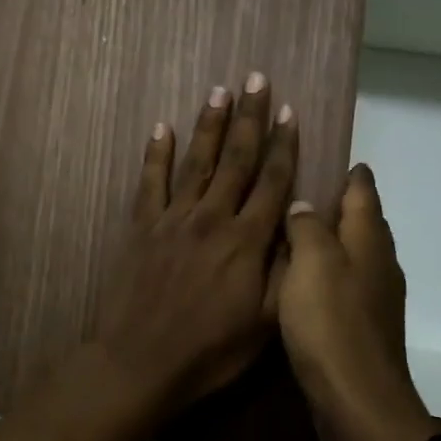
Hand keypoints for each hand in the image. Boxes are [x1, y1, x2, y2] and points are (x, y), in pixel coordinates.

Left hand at [95, 73, 296, 417]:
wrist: (141, 362)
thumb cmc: (210, 351)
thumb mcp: (265, 323)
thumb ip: (285, 270)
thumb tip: (299, 225)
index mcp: (246, 240)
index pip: (272, 181)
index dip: (283, 144)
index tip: (288, 110)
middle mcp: (212, 217)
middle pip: (235, 158)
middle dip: (249, 117)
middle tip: (255, 78)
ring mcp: (173, 219)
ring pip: (196, 161)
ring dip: (208, 124)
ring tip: (218, 91)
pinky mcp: (142, 227)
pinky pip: (150, 182)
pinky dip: (156, 154)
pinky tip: (161, 127)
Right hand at [279, 165, 434, 440]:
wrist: (357, 399)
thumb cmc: (331, 323)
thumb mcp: (310, 263)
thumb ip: (306, 227)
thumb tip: (304, 205)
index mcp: (368, 239)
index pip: (362, 190)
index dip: (350, 172)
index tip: (330, 154)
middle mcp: (379, 261)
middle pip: (363, 220)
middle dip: (340, 201)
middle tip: (302, 186)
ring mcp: (375, 295)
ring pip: (354, 251)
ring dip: (332, 236)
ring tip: (295, 227)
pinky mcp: (363, 323)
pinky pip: (345, 281)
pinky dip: (328, 268)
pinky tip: (302, 276)